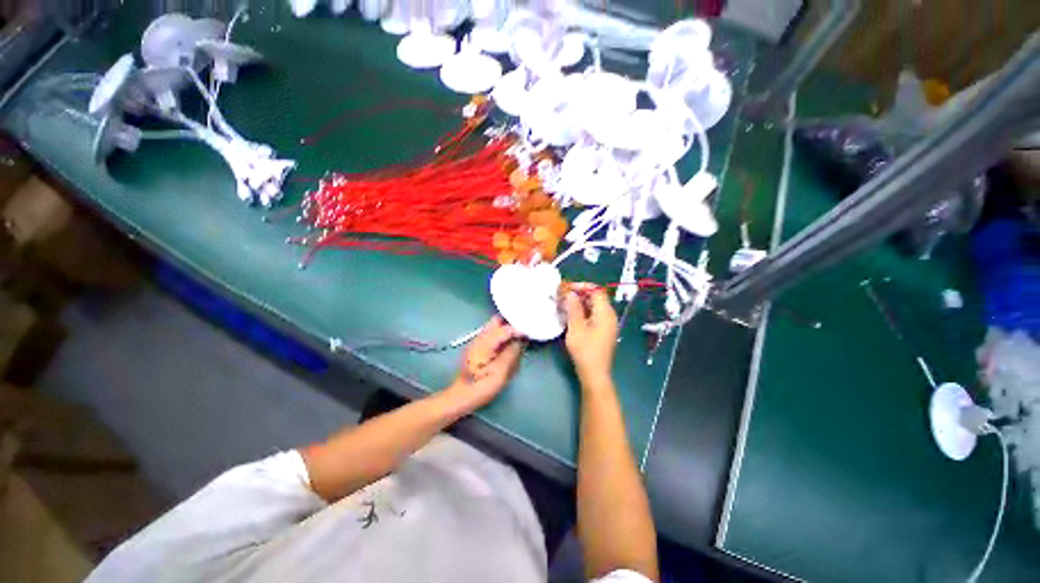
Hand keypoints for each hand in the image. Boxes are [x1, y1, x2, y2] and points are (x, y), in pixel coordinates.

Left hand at [445, 317, 524, 411]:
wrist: (461, 396)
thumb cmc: (481, 386)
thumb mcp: (500, 372)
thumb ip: (511, 352)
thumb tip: (521, 340)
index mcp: (484, 343)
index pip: (504, 328)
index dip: (518, 329)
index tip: (529, 333)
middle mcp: (479, 338)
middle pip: (497, 321)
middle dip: (511, 324)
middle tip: (524, 332)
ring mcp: (477, 342)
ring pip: (494, 327)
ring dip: (507, 329)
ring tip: (519, 338)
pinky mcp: (478, 348)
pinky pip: (492, 335)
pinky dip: (502, 336)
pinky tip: (508, 346)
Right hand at [563, 284, 618, 386]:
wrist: (595, 373)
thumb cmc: (585, 350)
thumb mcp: (576, 328)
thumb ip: (574, 309)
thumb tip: (571, 294)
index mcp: (605, 313)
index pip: (596, 291)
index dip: (582, 287)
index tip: (567, 288)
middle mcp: (609, 316)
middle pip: (596, 298)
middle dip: (580, 294)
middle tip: (564, 296)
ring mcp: (608, 324)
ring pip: (594, 307)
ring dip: (580, 303)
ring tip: (565, 305)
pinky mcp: (604, 331)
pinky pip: (594, 315)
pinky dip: (583, 312)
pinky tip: (572, 316)